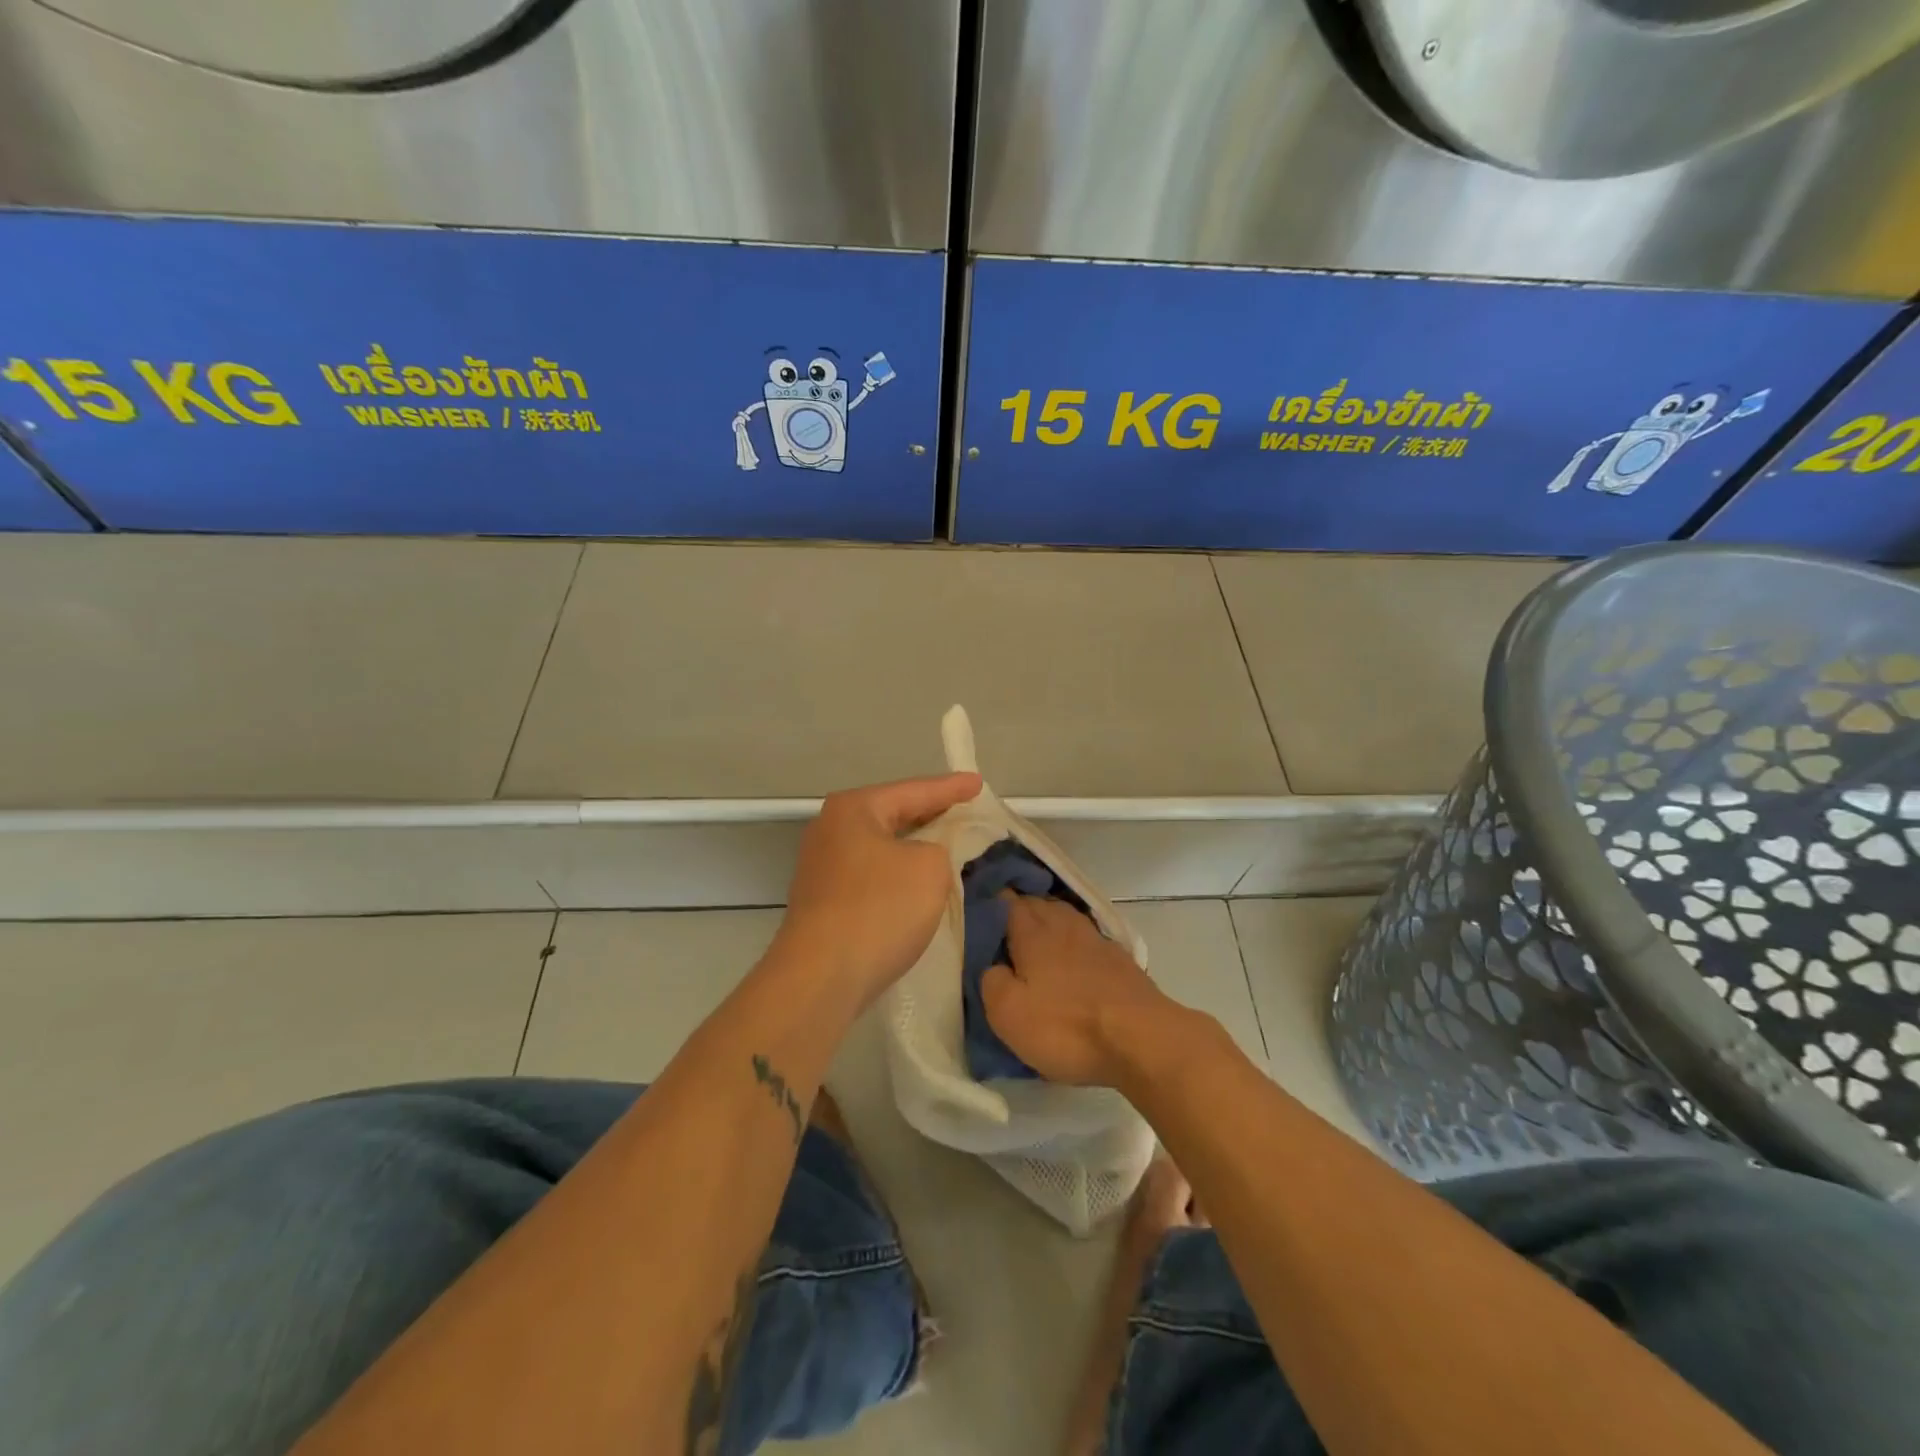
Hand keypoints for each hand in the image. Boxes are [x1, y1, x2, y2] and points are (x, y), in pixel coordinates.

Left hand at [771, 772, 981, 1010]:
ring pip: (882, 847)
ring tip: (948, 845)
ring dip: (914, 848)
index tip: (979, 783)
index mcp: (854, 809)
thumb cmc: (879, 909)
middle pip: (892, 815)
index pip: (913, 790)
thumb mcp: (930, 867)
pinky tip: (918, 885)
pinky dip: (898, 875)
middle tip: (965, 810)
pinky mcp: (824, 901)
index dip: (951, 788)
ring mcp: (822, 867)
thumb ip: (939, 848)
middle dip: (930, 815)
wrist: (821, 977)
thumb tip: (922, 857)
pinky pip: (872, 875)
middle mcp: (831, 829)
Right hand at [980, 894, 1193, 1086]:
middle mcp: (1064, 925)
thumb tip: (994, 967)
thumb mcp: (1009, 1013)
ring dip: (1049, 923)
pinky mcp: (1120, 960)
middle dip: (1020, 910)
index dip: (992, 903)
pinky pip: (1087, 940)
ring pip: (1065, 918)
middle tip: (1002, 927)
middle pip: (1038, 904)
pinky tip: (1073, 957)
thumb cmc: (1067, 1026)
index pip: (1007, 902)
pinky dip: (1074, 943)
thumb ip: (991, 982)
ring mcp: (1096, 940)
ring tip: (1036, 939)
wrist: (1142, 1038)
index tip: (979, 910)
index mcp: (1032, 933)